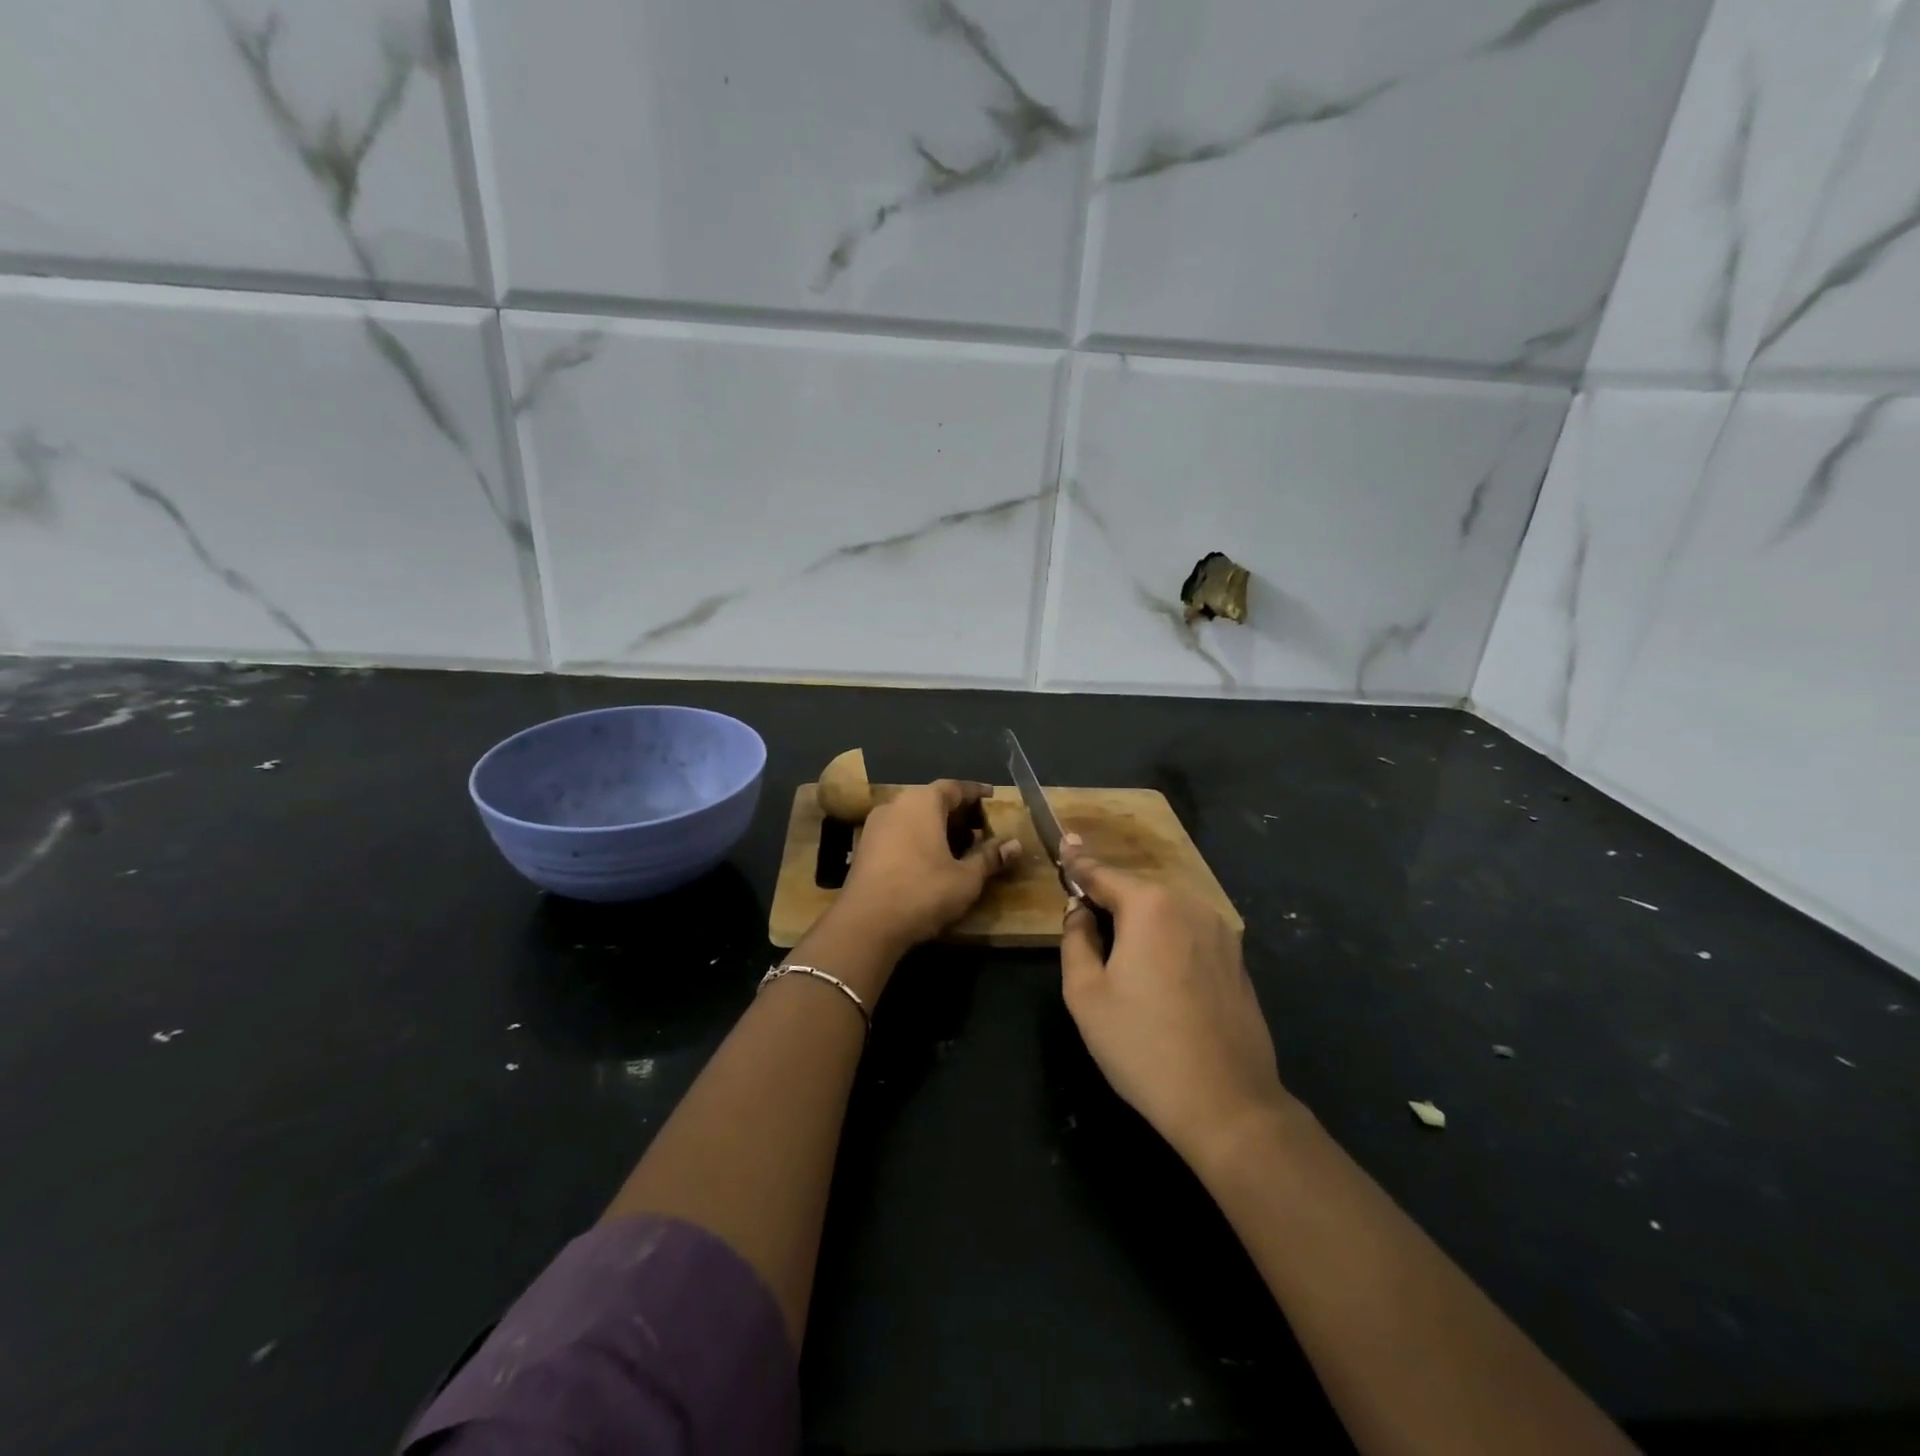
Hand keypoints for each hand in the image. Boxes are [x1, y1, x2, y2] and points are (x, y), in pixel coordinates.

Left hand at [835, 780, 1020, 953]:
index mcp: (922, 802)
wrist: (865, 924)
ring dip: (937, 826)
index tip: (992, 796)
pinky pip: (899, 832)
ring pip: (913, 816)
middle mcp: (896, 804)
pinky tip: (931, 859)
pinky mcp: (864, 847)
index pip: (954, 787)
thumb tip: (1015, 845)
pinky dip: (918, 838)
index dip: (976, 792)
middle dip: (957, 811)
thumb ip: (990, 858)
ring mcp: (875, 825)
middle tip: (980, 825)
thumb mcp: (966, 878)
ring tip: (959, 845)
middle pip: (932, 799)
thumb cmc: (922, 892)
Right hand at [1059, 838, 1292, 1166]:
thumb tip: (1078, 911)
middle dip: (1109, 897)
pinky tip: (1157, 972)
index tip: (1062, 846)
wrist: (1227, 1103)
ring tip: (1117, 947)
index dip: (1077, 864)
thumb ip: (1075, 940)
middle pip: (1136, 890)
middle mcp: (1190, 905)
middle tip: (1083, 915)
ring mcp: (1221, 931)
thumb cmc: (1143, 1046)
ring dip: (1139, 919)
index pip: (1102, 874)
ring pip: (1166, 911)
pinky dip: (1167, 937)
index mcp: (1150, 906)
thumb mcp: (1086, 994)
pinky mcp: (1237, 959)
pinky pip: (1190, 932)